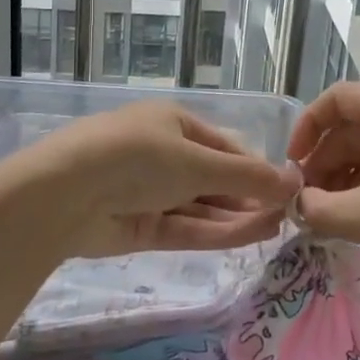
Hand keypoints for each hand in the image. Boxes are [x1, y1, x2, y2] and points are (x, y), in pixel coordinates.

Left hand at [5, 101, 302, 258]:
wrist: (65, 193)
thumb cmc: (138, 157)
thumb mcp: (198, 161)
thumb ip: (247, 176)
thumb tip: (294, 182)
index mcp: (173, 123)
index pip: (224, 145)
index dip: (256, 167)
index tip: (287, 188)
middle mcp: (163, 155)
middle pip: (215, 178)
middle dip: (249, 195)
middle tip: (289, 215)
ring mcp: (150, 193)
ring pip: (203, 206)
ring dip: (238, 216)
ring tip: (278, 228)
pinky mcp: (140, 227)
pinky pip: (186, 228)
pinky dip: (217, 233)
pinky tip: (251, 236)